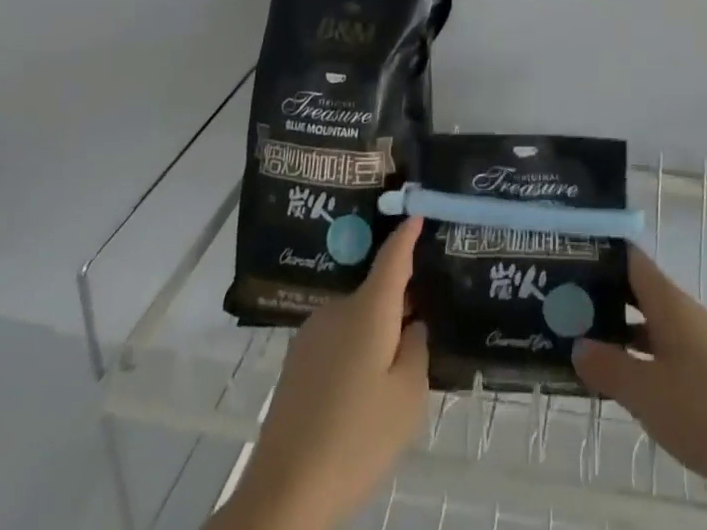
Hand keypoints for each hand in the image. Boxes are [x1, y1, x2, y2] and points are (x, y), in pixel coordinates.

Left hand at [220, 217, 427, 529]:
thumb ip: (417, 350)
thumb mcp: (408, 397)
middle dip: (399, 302)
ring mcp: (312, 335)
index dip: (407, 235)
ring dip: (375, 331)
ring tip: (393, 372)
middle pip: (376, 291)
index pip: (393, 257)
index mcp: (368, 309)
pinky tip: (361, 392)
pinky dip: (355, 351)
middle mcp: (337, 309)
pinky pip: (337, 340)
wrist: (283, 494)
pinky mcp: (296, 363)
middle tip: (424, 325)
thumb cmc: (356, 439)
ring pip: (356, 319)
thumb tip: (411, 326)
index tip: (417, 212)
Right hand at [572, 248, 706, 500]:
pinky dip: (643, 358)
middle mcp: (684, 313)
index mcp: (668, 302)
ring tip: (585, 344)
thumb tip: (578, 345)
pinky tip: (627, 382)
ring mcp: (700, 343)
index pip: (631, 260)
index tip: (569, 257)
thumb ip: (610, 368)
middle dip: (604, 297)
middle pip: (639, 292)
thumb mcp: (647, 392)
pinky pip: (667, 353)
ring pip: (652, 325)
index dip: (602, 253)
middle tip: (565, 306)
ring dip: (622, 332)